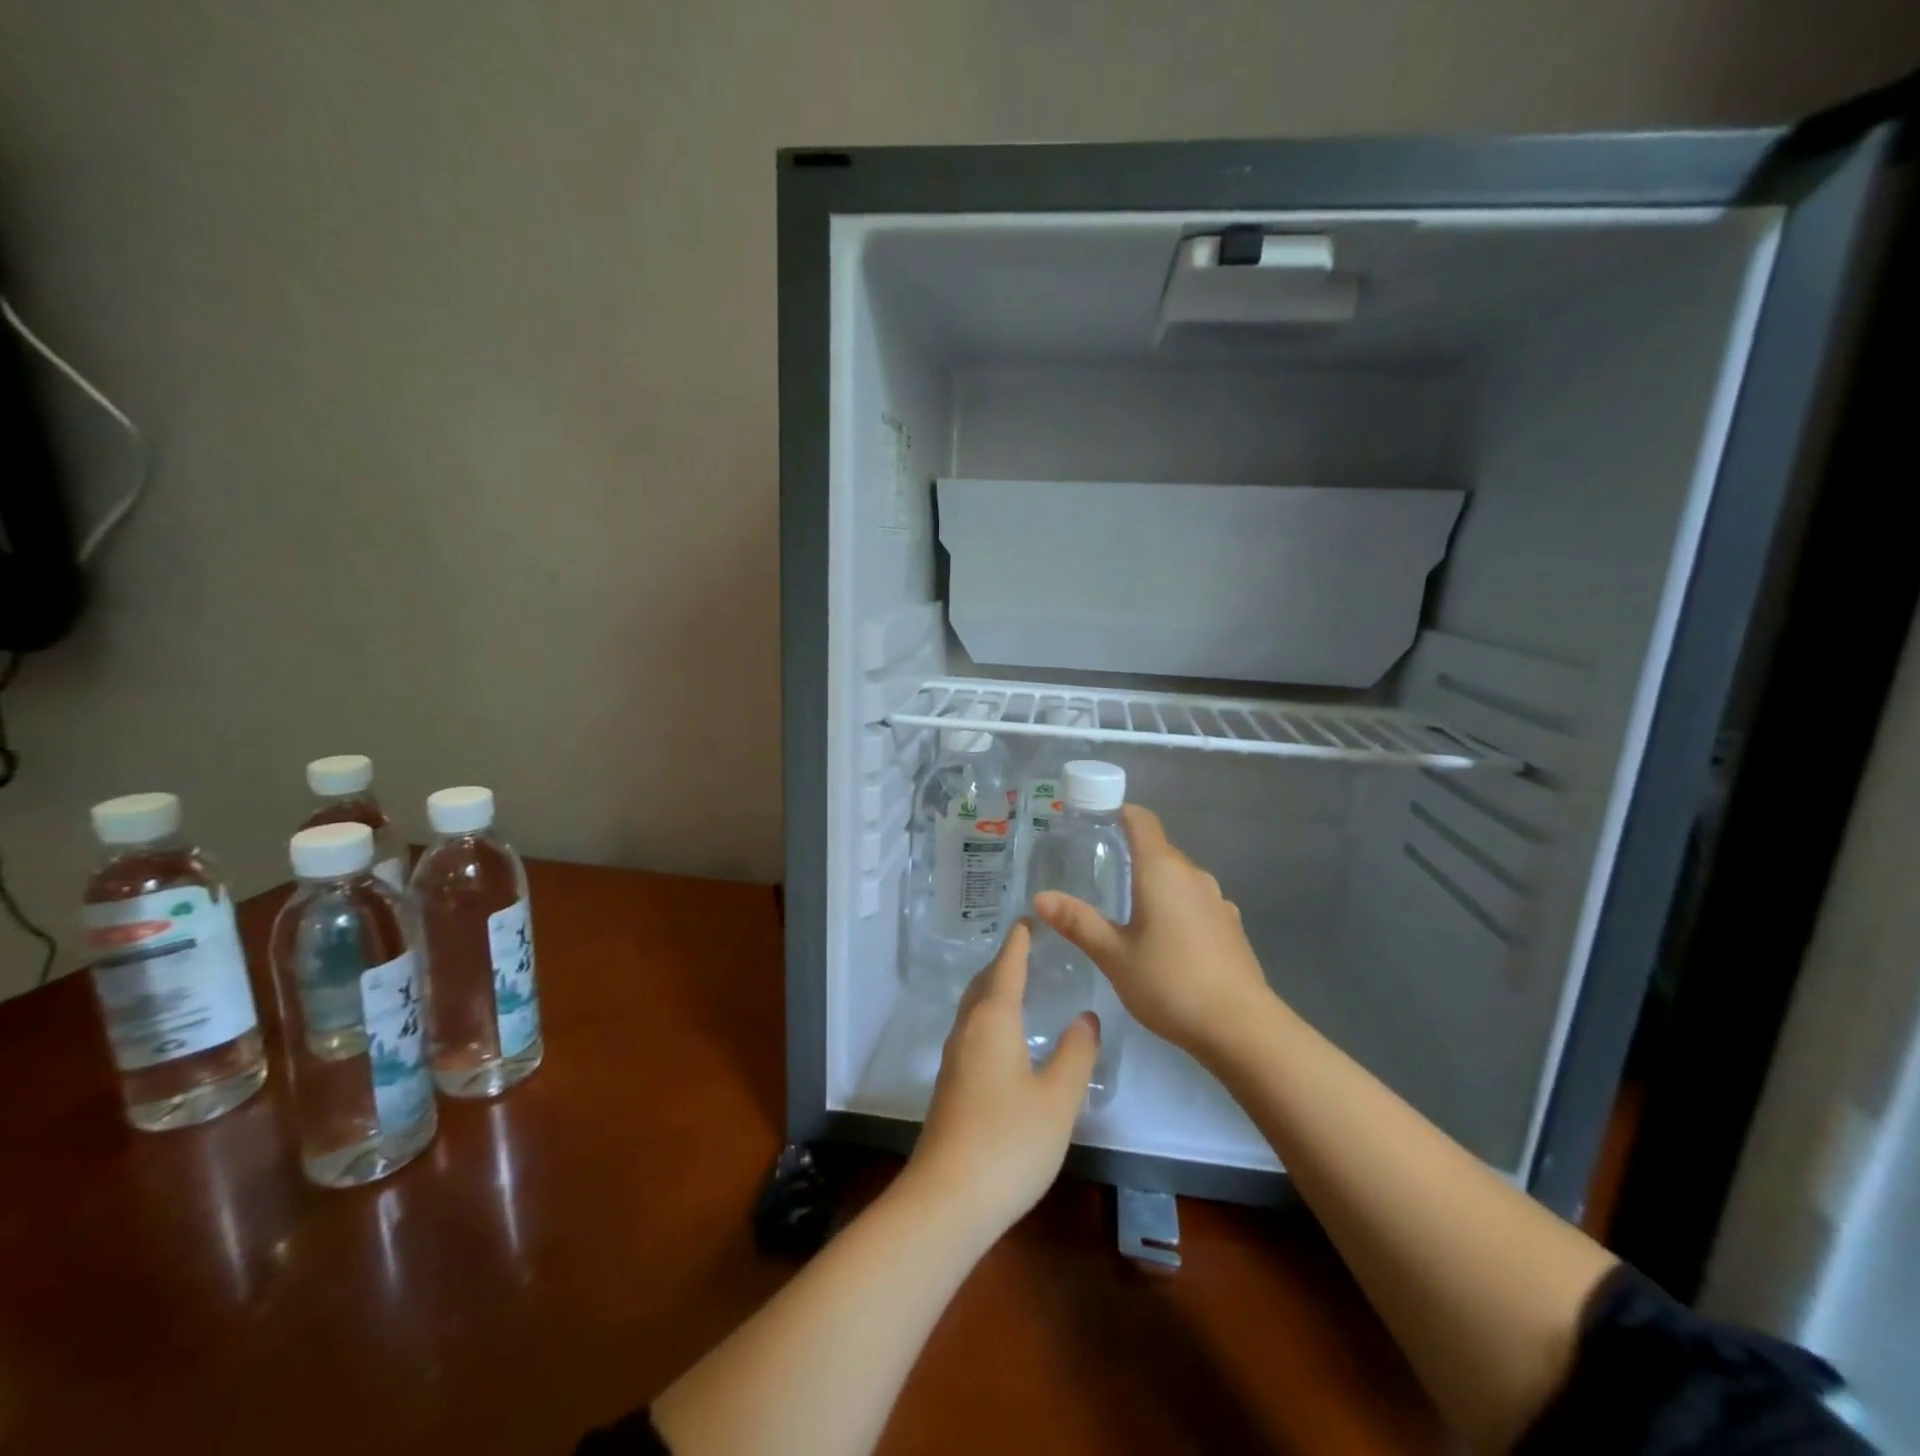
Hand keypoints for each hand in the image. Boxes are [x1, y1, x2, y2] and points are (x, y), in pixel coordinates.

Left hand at [907, 922, 1099, 1240]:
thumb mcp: (1058, 1099)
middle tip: (1025, 948)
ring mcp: (953, 1060)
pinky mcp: (950, 1086)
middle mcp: (967, 1031)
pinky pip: (971, 1032)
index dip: (1018, 943)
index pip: (1006, 968)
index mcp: (993, 1021)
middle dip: (1003, 962)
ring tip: (1015, 984)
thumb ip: (1076, 1054)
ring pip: (973, 1009)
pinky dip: (988, 1016)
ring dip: (992, 989)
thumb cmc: (1009, 1142)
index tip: (1027, 920)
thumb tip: (1085, 1016)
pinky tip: (1001, 1038)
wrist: (947, 1200)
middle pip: (983, 984)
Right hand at [1033, 804, 1271, 1059]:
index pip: (1142, 820)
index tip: (1093, 822)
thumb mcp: (1114, 956)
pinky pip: (1196, 902)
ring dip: (1154, 885)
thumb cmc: (1170, 983)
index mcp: (1162, 871)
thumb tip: (1040, 897)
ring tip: (1127, 911)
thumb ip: (1078, 923)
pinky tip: (1165, 940)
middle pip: (1158, 850)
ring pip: (1178, 878)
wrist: (1242, 1028)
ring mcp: (1217, 900)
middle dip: (1130, 855)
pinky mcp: (1231, 926)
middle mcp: (1193, 875)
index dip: (1118, 813)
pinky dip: (1176, 908)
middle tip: (1096, 875)